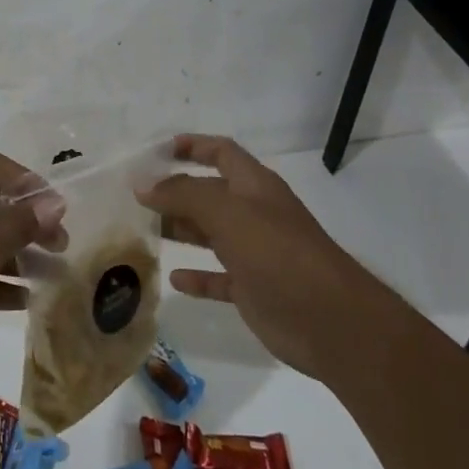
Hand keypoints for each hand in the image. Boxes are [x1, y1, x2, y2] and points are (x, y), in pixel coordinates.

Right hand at [140, 134, 381, 378]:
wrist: (332, 322)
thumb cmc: (278, 253)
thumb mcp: (227, 213)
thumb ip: (183, 194)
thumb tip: (143, 184)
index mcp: (255, 186)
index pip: (221, 152)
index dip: (192, 146)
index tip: (156, 150)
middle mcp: (255, 214)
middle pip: (210, 193)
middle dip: (176, 191)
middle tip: (137, 197)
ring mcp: (255, 252)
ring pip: (210, 233)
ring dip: (180, 229)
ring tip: (144, 230)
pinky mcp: (254, 289)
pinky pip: (217, 277)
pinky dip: (196, 276)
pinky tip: (173, 278)